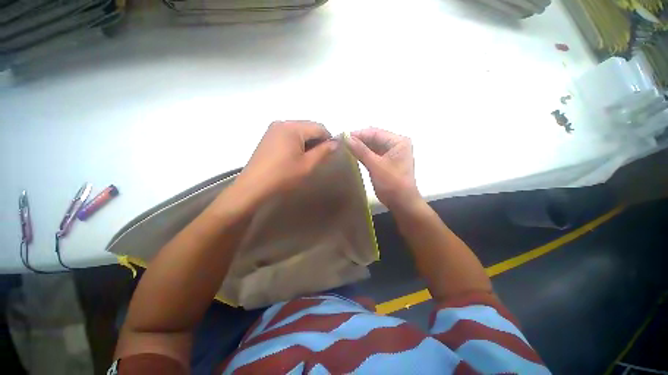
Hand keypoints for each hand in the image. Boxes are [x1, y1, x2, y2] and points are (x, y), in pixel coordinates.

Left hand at [233, 121, 336, 204]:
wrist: (254, 186)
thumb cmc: (283, 176)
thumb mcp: (307, 164)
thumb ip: (323, 151)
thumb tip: (336, 142)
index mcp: (292, 127)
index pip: (319, 127)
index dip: (329, 138)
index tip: (331, 152)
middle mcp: (282, 122)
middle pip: (308, 127)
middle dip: (317, 140)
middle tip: (320, 156)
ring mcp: (273, 129)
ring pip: (299, 131)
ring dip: (307, 142)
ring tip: (308, 158)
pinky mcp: (268, 136)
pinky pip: (289, 134)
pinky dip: (297, 142)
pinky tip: (296, 156)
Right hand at [346, 128, 420, 209]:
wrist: (402, 204)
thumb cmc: (392, 184)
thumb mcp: (375, 166)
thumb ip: (361, 150)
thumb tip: (346, 138)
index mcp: (398, 141)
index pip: (374, 132)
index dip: (357, 134)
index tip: (341, 136)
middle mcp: (396, 144)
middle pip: (374, 138)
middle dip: (358, 140)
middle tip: (340, 143)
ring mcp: (392, 153)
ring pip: (372, 146)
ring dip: (360, 147)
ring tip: (344, 148)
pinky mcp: (387, 162)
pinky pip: (373, 154)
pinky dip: (363, 154)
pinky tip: (352, 155)